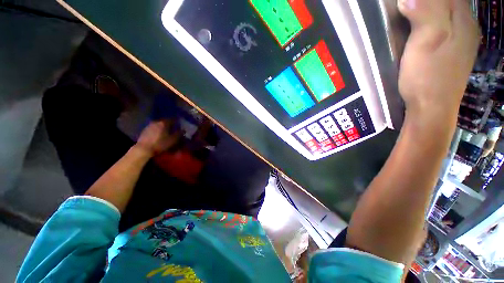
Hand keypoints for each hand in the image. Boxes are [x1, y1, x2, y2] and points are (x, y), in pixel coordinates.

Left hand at [135, 120, 181, 156]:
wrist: (143, 149)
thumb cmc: (160, 144)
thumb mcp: (173, 140)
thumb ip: (179, 134)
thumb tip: (183, 130)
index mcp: (164, 123)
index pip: (173, 119)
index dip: (178, 121)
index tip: (181, 124)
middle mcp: (156, 122)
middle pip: (166, 121)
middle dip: (171, 124)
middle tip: (175, 128)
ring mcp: (150, 125)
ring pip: (159, 124)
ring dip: (164, 127)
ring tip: (167, 132)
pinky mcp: (145, 130)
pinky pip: (154, 128)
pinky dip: (158, 130)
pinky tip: (160, 134)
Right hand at [398, 0, 478, 116]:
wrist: (431, 109)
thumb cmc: (427, 77)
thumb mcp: (426, 42)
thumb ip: (424, 13)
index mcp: (462, 20)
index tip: (407, 4)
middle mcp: (467, 27)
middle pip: (450, 1)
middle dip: (430, 2)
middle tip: (409, 7)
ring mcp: (462, 41)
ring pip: (449, 13)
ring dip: (433, 9)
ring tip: (414, 13)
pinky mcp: (453, 53)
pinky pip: (448, 27)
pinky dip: (435, 21)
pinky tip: (425, 27)